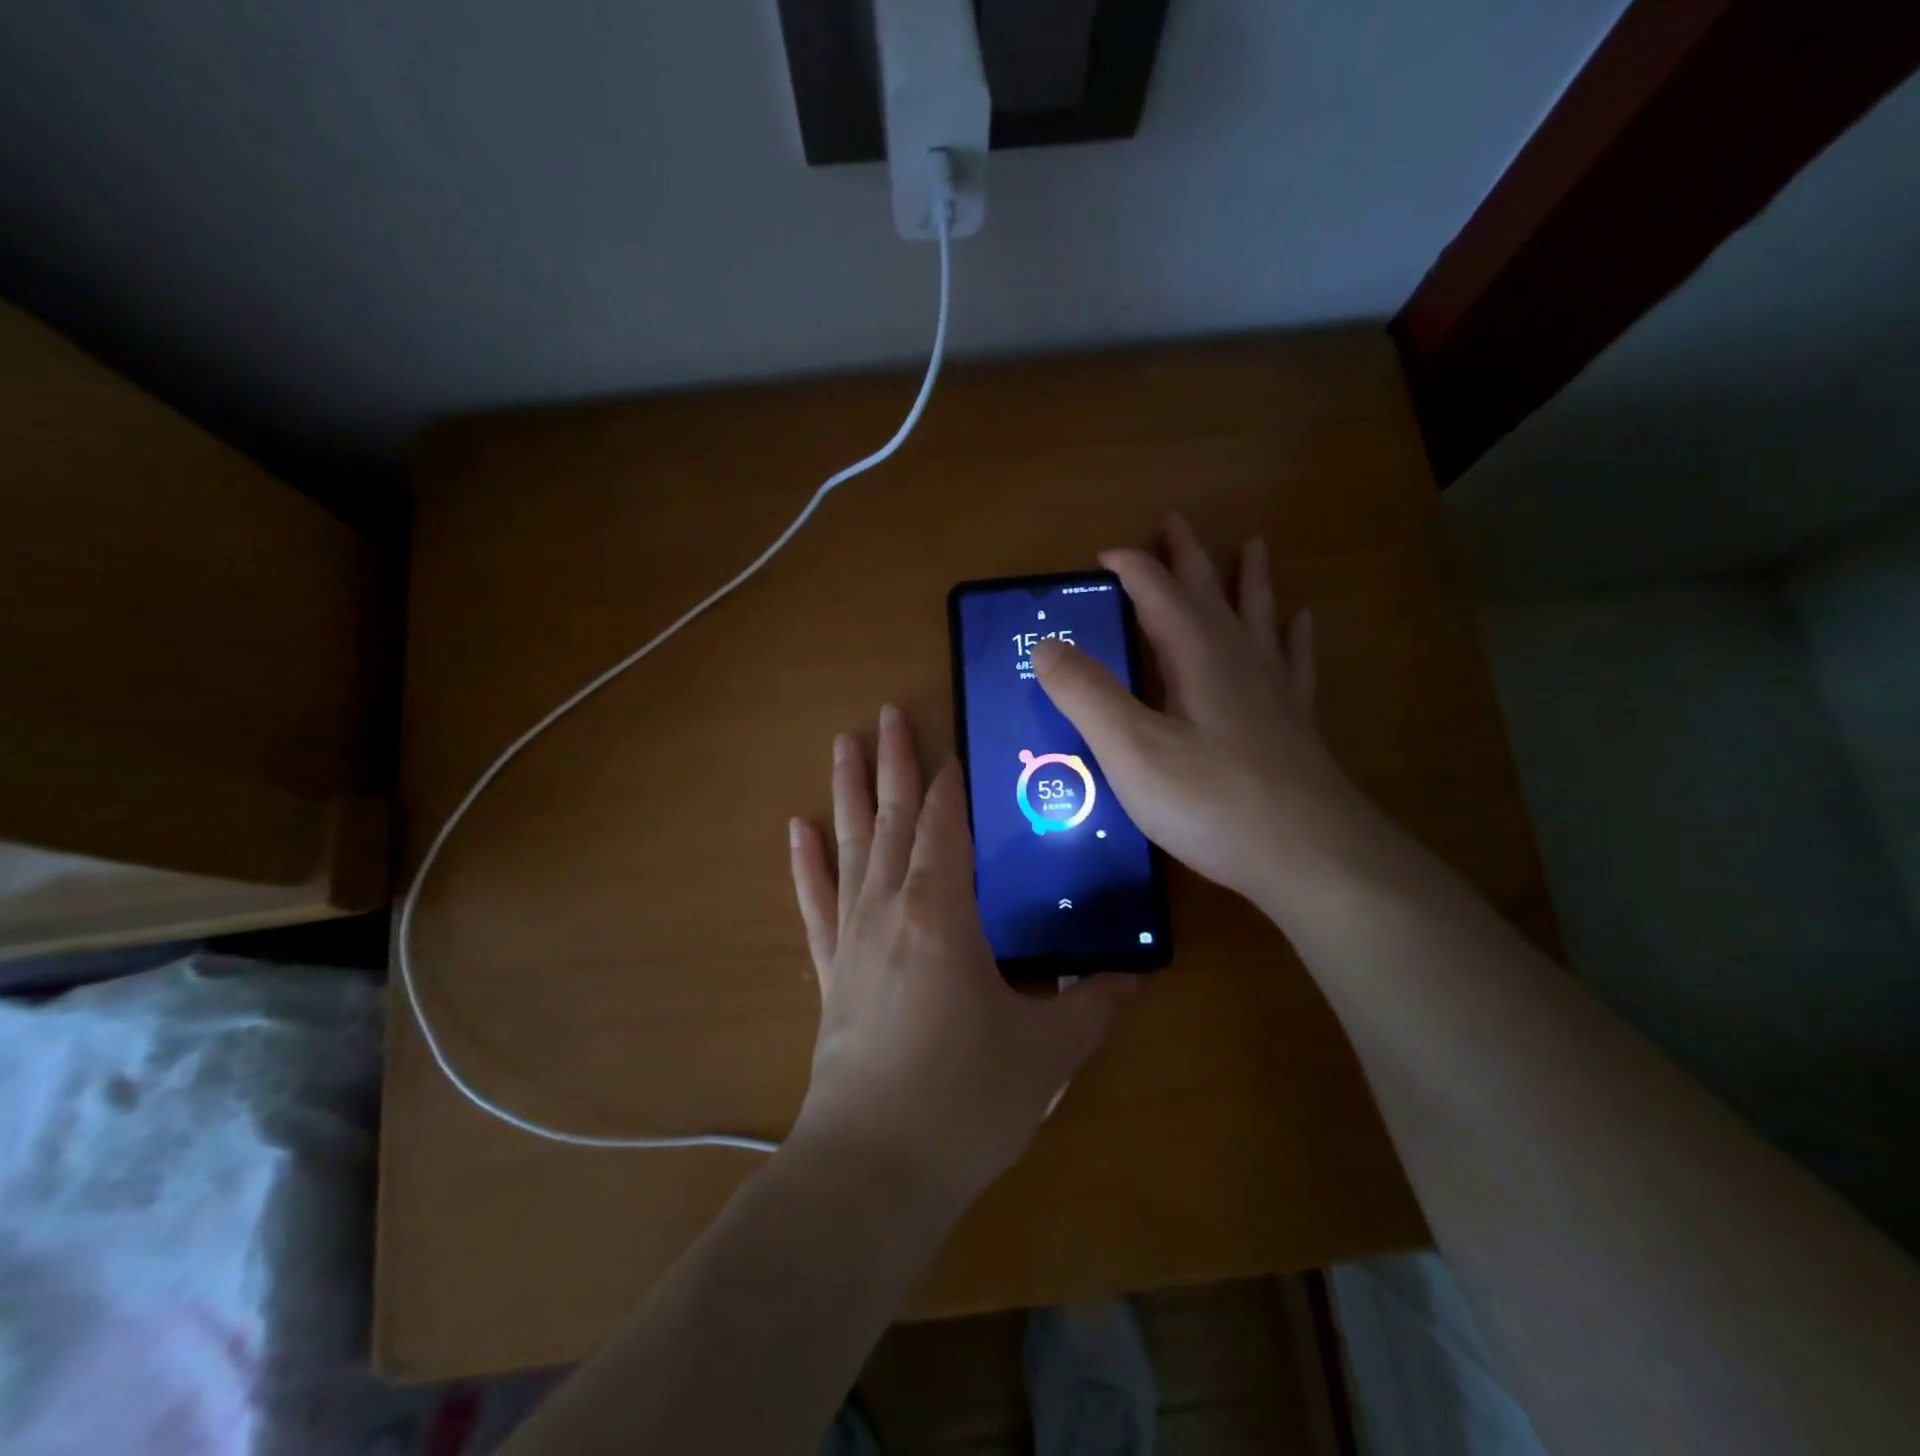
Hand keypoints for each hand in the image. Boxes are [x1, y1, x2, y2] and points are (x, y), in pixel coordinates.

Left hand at [787, 705, 1138, 1209]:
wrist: (872, 1171)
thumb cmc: (964, 1101)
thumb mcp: (1047, 1054)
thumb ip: (1093, 1007)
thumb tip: (1133, 977)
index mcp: (942, 912)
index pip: (947, 824)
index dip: (951, 781)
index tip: (955, 741)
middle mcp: (890, 907)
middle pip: (893, 817)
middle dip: (895, 762)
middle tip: (889, 712)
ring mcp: (851, 937)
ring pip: (851, 844)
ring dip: (849, 791)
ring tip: (844, 742)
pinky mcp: (828, 971)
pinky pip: (815, 901)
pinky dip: (807, 863)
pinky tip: (798, 829)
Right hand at [1032, 514, 1386, 911]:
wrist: (1310, 856)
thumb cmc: (1211, 802)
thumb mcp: (1131, 750)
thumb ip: (1087, 694)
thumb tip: (1045, 645)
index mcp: (1196, 656)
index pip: (1158, 593)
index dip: (1129, 568)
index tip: (1101, 556)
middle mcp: (1238, 659)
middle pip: (1210, 592)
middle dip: (1187, 557)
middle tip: (1175, 521)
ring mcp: (1274, 690)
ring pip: (1258, 617)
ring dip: (1249, 580)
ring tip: (1253, 547)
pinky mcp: (1296, 724)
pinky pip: (1295, 662)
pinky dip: (1294, 635)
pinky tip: (1302, 621)